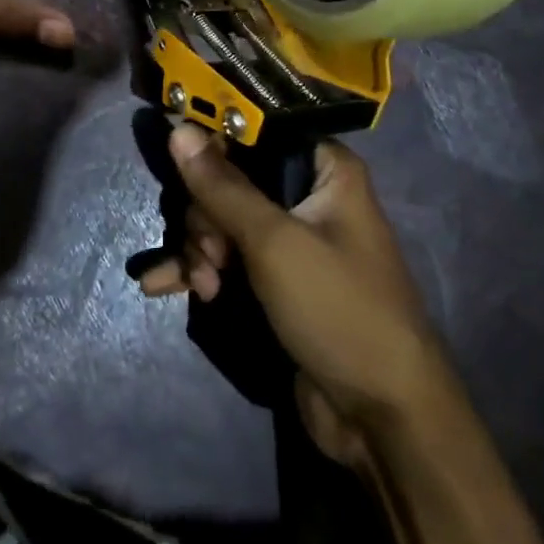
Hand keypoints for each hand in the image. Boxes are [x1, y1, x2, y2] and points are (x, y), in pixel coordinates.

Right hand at [146, 125, 457, 465]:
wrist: (380, 414)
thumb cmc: (337, 308)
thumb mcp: (274, 242)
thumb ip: (223, 186)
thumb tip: (179, 129)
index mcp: (326, 171)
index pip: (260, 132)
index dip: (216, 142)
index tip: (179, 162)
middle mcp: (310, 197)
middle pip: (233, 179)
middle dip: (206, 216)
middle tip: (211, 256)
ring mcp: (291, 242)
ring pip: (224, 220)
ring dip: (200, 248)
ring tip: (200, 286)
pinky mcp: (275, 281)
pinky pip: (227, 259)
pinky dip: (199, 269)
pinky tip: (162, 286)